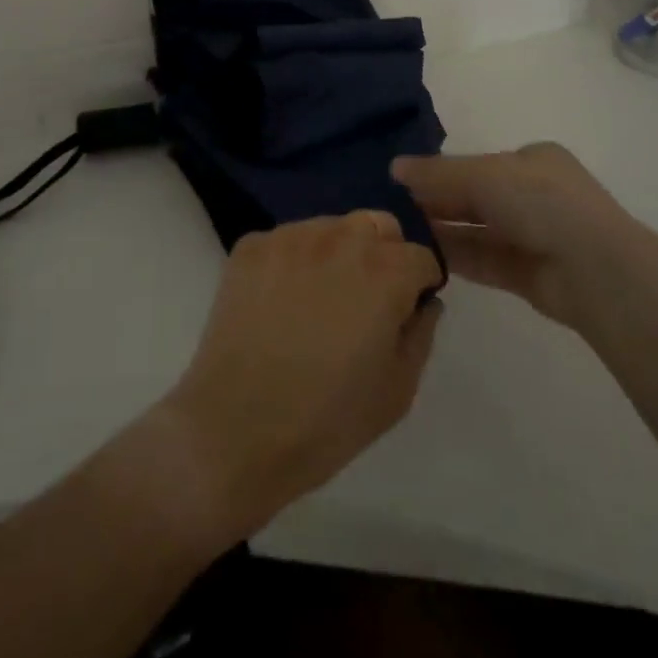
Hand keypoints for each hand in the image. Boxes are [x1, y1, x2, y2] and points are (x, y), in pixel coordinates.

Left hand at [153, 212, 442, 542]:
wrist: (233, 431)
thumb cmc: (327, 421)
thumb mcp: (398, 390)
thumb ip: (421, 334)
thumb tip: (424, 303)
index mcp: (386, 271)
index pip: (421, 257)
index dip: (418, 287)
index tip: (403, 314)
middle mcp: (341, 239)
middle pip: (378, 226)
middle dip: (383, 255)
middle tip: (363, 302)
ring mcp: (291, 237)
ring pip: (331, 227)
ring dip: (337, 252)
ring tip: (318, 300)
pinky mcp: (252, 246)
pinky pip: (287, 240)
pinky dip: (293, 261)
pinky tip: (280, 302)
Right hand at [391, 144, 637, 330]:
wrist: (597, 271)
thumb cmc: (543, 204)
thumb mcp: (485, 176)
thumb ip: (438, 173)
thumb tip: (394, 166)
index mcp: (532, 160)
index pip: (476, 163)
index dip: (439, 171)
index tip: (400, 181)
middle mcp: (533, 194)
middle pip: (474, 196)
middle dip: (437, 201)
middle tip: (391, 209)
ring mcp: (532, 235)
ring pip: (476, 229)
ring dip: (442, 230)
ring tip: (398, 234)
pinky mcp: (527, 273)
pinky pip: (483, 259)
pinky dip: (455, 256)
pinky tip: (421, 256)